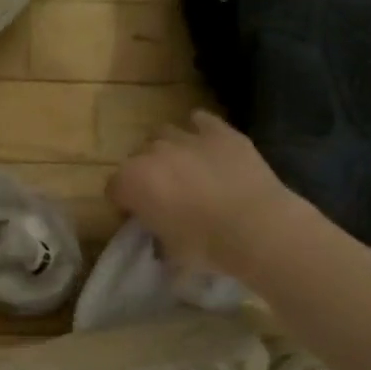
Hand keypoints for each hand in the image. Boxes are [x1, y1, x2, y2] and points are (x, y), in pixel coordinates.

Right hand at [107, 111, 307, 276]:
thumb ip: (155, 232)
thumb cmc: (204, 245)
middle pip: (136, 158)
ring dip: (166, 149)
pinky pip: (201, 121)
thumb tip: (159, 231)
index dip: (124, 203)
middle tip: (161, 194)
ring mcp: (187, 139)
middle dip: (144, 173)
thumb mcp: (167, 248)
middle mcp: (152, 154)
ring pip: (164, 134)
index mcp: (131, 181)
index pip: (114, 188)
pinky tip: (205, 144)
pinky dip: (199, 129)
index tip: (138, 217)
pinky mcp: (220, 133)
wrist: (256, 227)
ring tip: (182, 168)